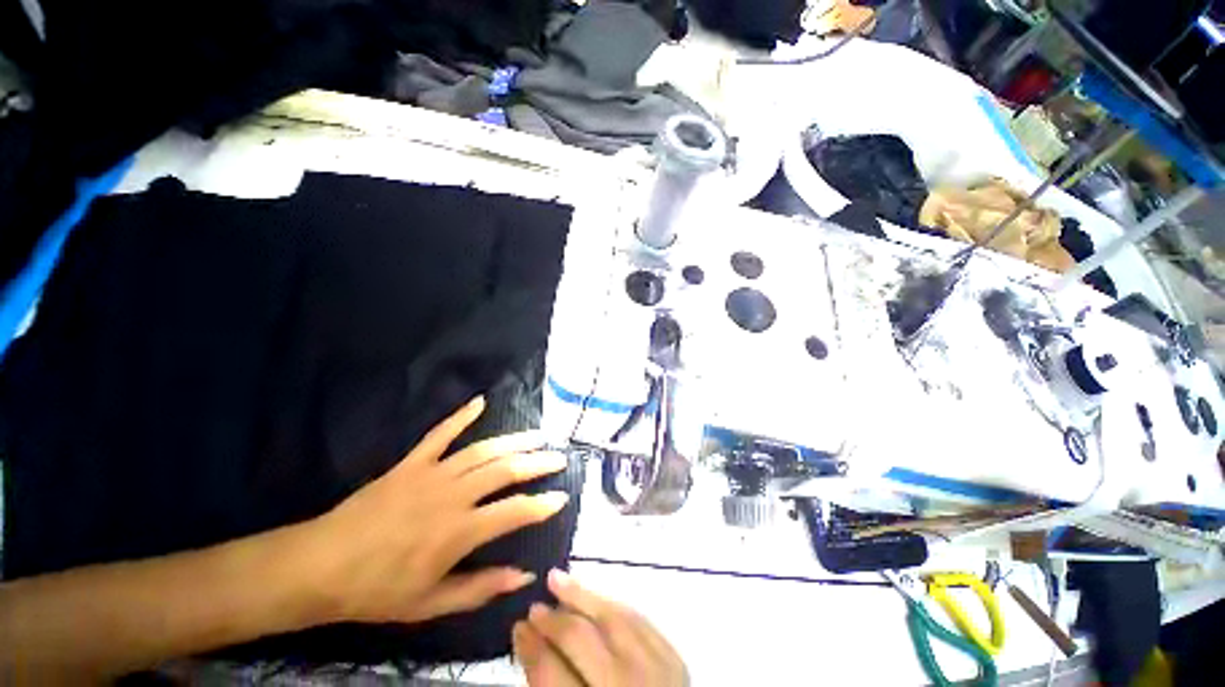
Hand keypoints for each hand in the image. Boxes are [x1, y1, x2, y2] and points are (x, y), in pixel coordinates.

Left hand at [301, 396, 569, 624]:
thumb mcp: (431, 602)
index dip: (543, 504)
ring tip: (538, 435)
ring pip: (484, 450)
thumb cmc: (377, 590)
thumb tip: (525, 575)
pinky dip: (461, 416)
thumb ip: (481, 588)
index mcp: (459, 531)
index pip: (515, 511)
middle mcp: (453, 495)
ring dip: (514, 440)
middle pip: (506, 470)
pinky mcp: (412, 462)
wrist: (320, 566)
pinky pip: (441, 433)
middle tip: (559, 456)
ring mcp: (432, 473)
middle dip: (538, 462)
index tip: (562, 497)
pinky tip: (480, 401)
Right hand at [513, 570, 688, 686]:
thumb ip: (549, 684)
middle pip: (581, 639)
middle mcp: (626, 686)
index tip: (518, 626)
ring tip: (557, 578)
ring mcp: (656, 669)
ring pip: (612, 617)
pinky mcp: (674, 657)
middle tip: (533, 606)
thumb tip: (530, 641)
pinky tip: (594, 594)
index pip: (551, 673)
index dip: (531, 647)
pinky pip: (638, 618)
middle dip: (552, 620)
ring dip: (581, 594)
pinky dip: (612, 603)